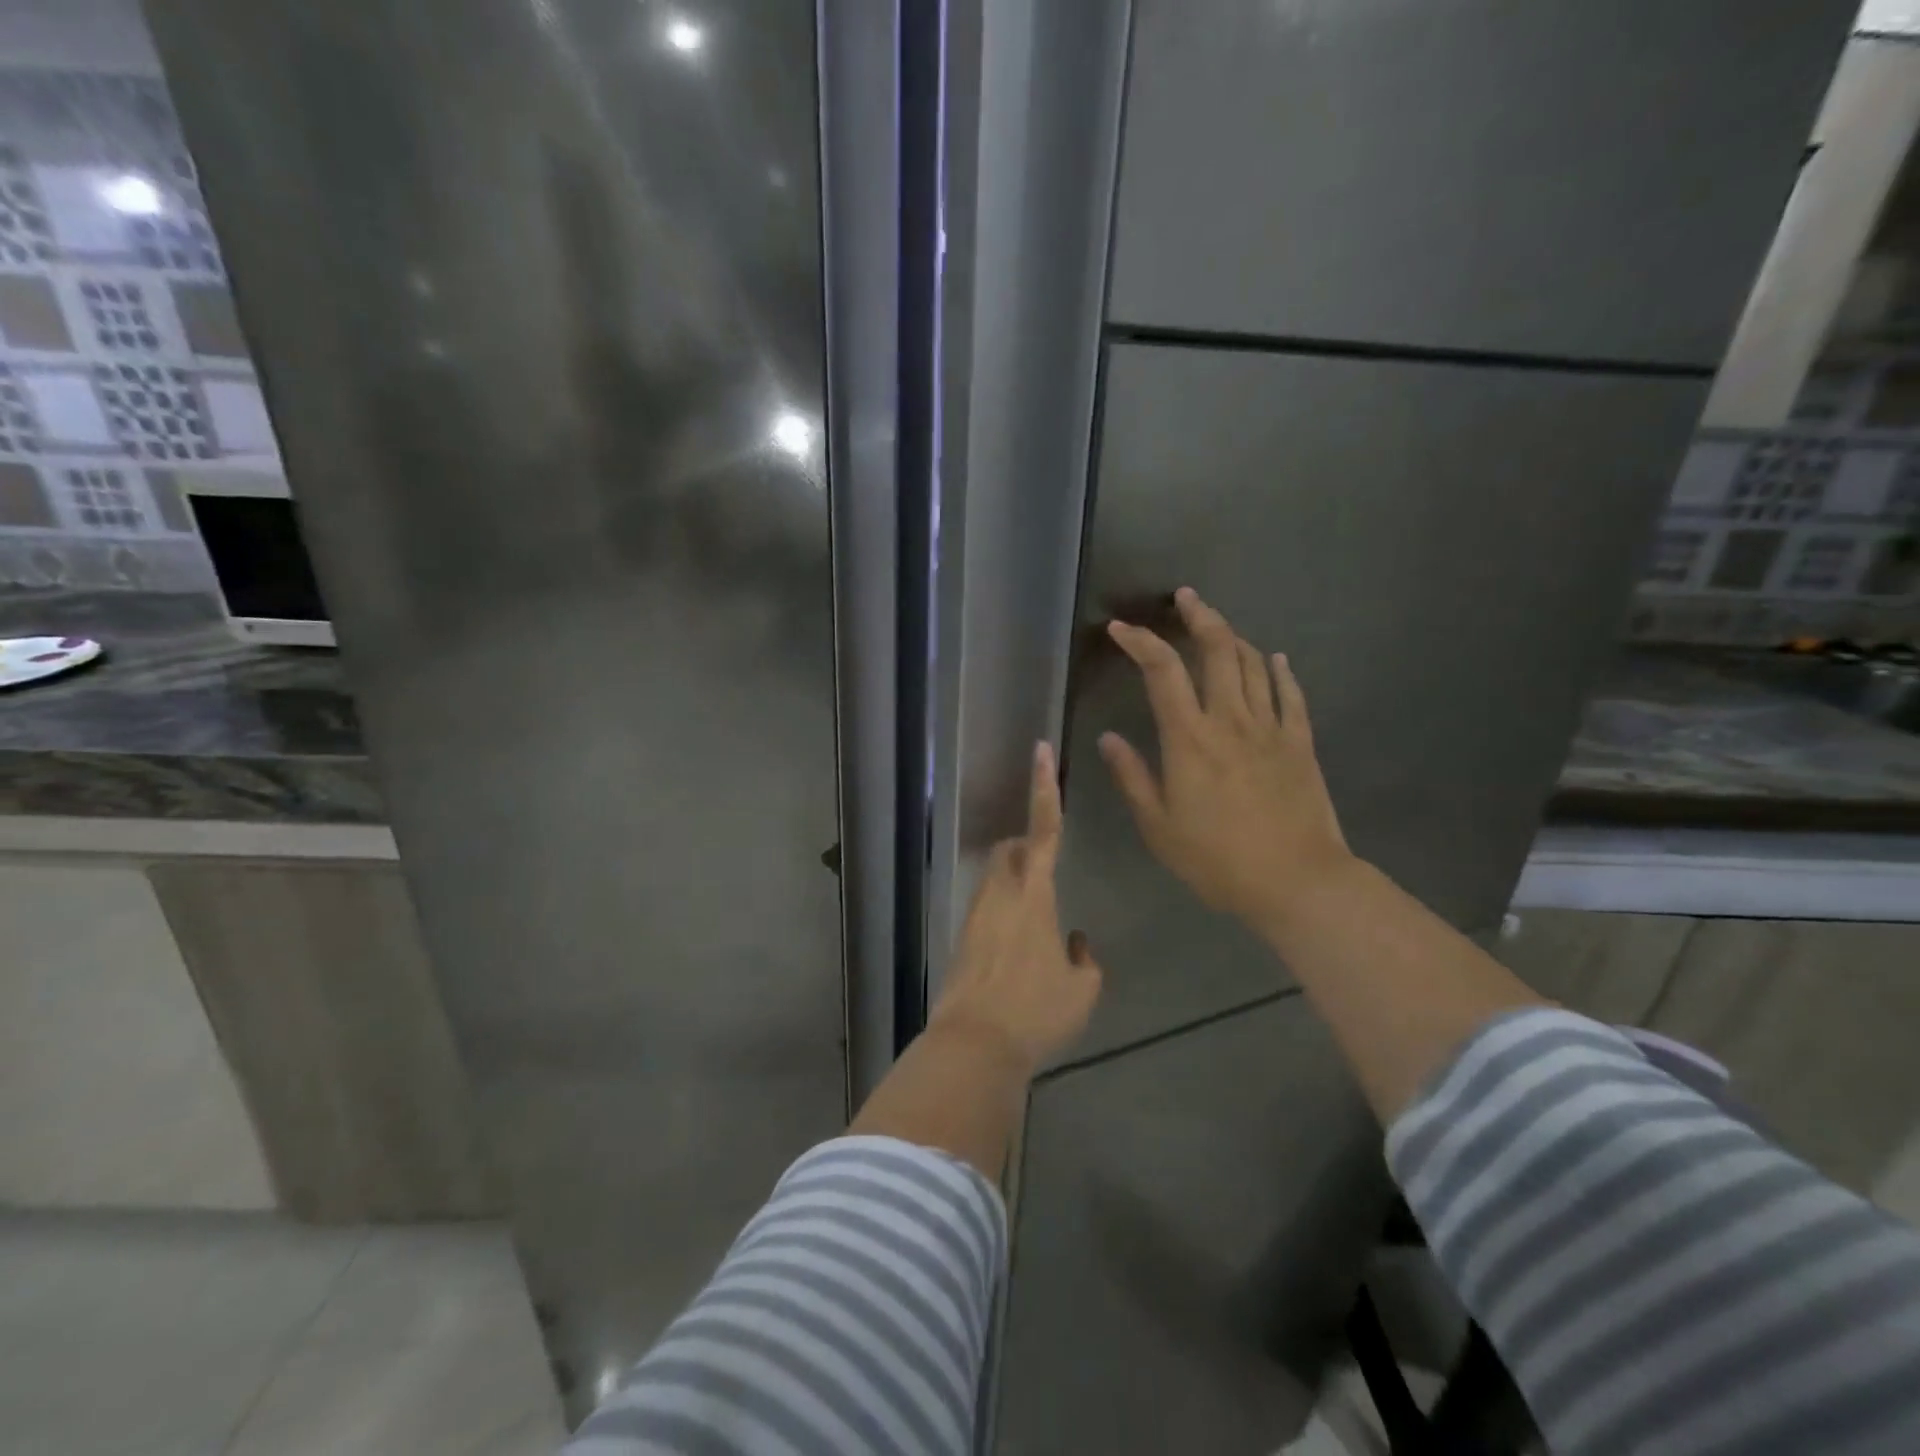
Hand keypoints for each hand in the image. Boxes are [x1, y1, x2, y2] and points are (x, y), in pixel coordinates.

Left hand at [930, 741, 1102, 1073]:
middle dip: (1027, 848)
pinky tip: (1020, 956)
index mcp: (1034, 894)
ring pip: (996, 879)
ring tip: (1038, 926)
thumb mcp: (1082, 990)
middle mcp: (1000, 893)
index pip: (1044, 829)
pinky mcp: (961, 938)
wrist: (973, 1044)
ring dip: (1016, 884)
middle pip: (1011, 850)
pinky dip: (1005, 916)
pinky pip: (987, 909)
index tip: (1039, 750)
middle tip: (1048, 875)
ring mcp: (975, 914)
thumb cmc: (1036, 1011)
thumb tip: (1074, 943)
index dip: (1044, 787)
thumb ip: (1084, 960)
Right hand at [1099, 587, 1353, 932]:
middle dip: (1198, 616)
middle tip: (1185, 597)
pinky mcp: (1301, 743)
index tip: (1120, 629)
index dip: (1140, 642)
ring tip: (1217, 624)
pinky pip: (1291, 695)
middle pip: (1217, 650)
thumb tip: (1109, 738)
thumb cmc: (1218, 860)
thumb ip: (1132, 777)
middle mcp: (1231, 721)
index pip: (1161, 671)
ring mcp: (1271, 728)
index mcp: (1189, 739)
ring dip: (1233, 637)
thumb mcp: (1159, 827)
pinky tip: (1275, 659)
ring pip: (1253, 665)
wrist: (1298, 883)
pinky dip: (1280, 671)